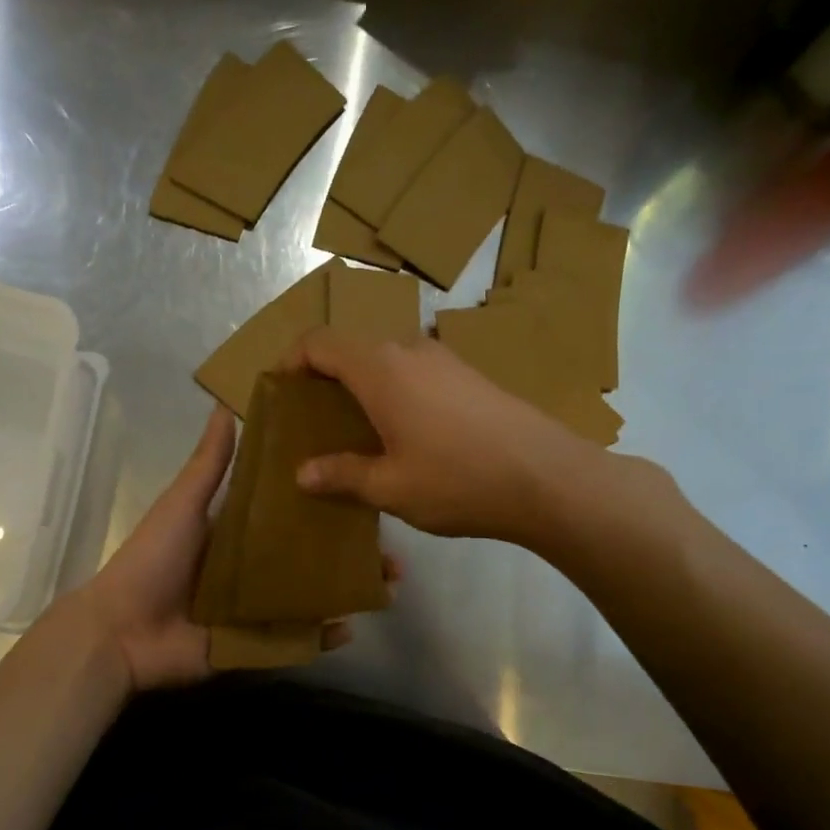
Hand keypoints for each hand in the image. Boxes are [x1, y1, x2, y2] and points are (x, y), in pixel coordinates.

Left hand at [70, 406, 387, 691]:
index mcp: (239, 533)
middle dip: (351, 555)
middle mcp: (254, 569)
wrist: (121, 631)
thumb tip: (225, 406)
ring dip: (347, 592)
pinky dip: (322, 636)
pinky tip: (350, 627)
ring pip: (312, 597)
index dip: (329, 507)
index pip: (293, 515)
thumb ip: (209, 465)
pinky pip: (296, 639)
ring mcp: (257, 609)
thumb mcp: (183, 505)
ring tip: (386, 586)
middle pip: (312, 558)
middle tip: (391, 554)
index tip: (366, 496)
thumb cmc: (152, 561)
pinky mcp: (254, 643)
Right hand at [287, 328, 598, 544]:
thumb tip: (303, 474)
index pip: (320, 342)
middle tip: (316, 421)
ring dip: (364, 385)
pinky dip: (395, 392)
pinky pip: (416, 373)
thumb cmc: (457, 480)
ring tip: (358, 432)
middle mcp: (410, 350)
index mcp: (380, 368)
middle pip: (353, 348)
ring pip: (387, 360)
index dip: (292, 360)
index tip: (282, 391)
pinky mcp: (470, 376)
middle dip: (327, 377)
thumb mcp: (390, 486)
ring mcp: (445, 360)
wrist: (547, 478)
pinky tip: (405, 435)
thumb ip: (342, 475)